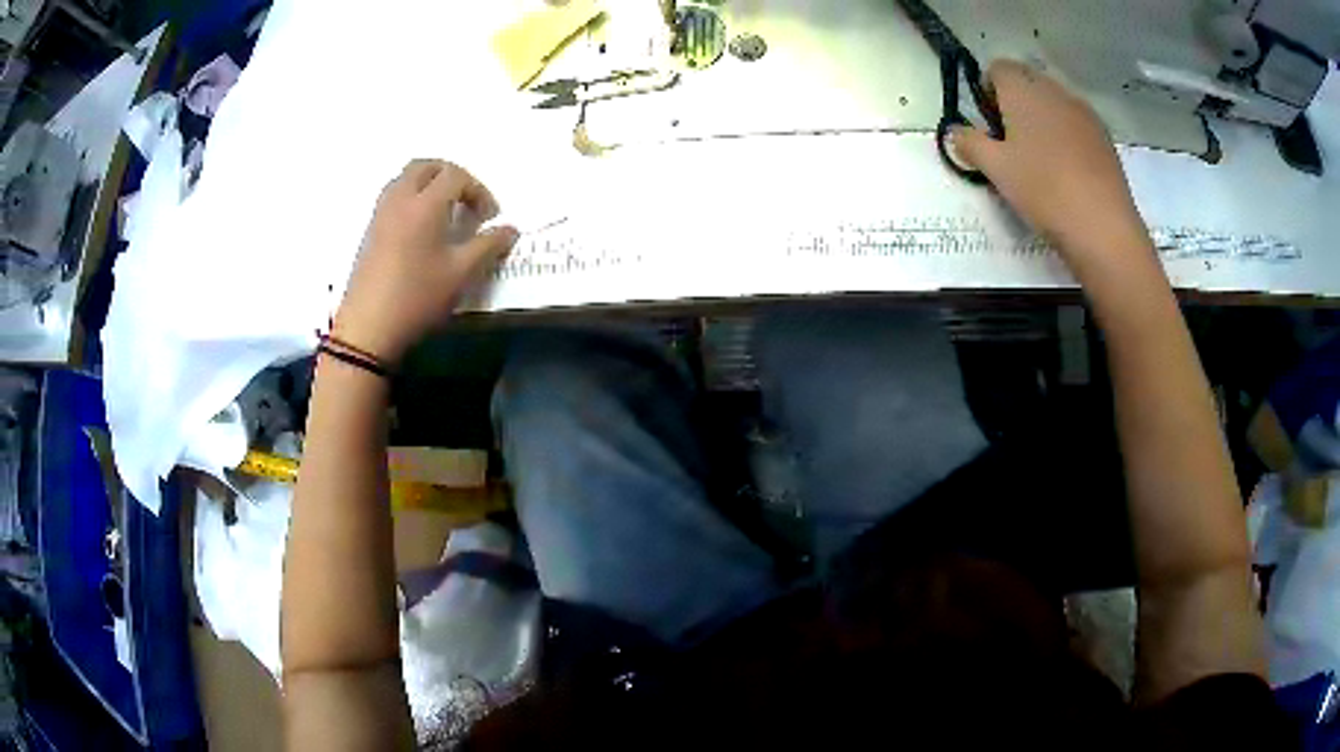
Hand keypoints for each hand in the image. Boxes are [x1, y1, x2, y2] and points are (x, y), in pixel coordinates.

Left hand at [333, 160, 517, 365]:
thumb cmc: (418, 297)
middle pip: (426, 166)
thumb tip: (510, 230)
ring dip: (428, 184)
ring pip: (406, 178)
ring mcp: (381, 213)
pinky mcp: (370, 230)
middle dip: (451, 176)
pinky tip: (421, 230)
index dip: (478, 190)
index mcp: (425, 204)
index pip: (456, 176)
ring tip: (443, 213)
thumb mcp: (461, 274)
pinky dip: (411, 198)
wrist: (368, 328)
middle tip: (466, 202)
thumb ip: (489, 246)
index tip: (488, 218)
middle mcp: (400, 199)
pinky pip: (393, 196)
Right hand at [953, 61, 1151, 277]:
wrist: (1102, 226)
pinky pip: (1076, 124)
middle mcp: (1054, 90)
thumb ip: (969, 144)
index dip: (987, 92)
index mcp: (1023, 89)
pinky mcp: (1104, 137)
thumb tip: (955, 133)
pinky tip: (1068, 171)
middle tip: (1012, 144)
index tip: (989, 125)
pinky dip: (1066, 136)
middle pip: (1027, 82)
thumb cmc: (1043, 189)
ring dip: (1043, 119)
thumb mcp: (995, 169)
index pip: (997, 68)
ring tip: (1042, 160)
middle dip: (1015, 104)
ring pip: (1054, 103)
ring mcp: (1084, 112)